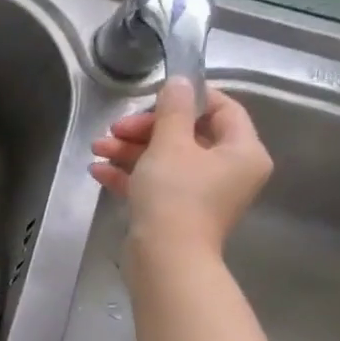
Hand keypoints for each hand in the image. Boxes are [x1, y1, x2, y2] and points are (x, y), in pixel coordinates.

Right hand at [90, 77, 271, 258]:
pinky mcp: (176, 211)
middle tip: (115, 129)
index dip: (189, 98)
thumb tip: (179, 82)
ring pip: (165, 159)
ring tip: (97, 148)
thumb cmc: (175, 196)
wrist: (165, 258)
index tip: (154, 96)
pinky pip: (155, 183)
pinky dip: (129, 174)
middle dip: (145, 129)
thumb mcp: (169, 144)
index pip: (223, 109)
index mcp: (242, 151)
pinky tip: (98, 170)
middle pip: (187, 134)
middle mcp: (228, 171)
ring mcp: (202, 193)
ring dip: (130, 150)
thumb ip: (173, 110)